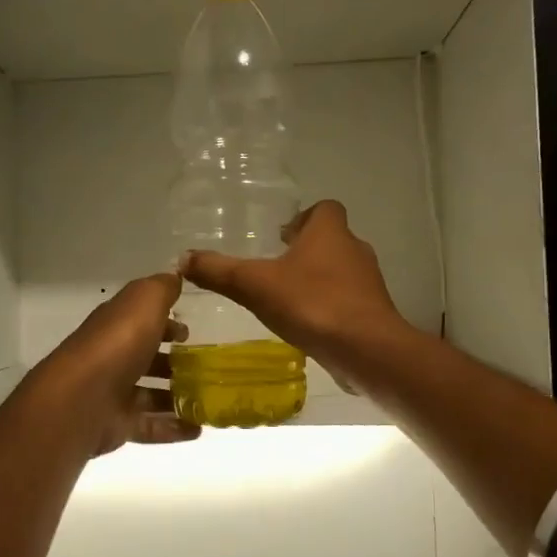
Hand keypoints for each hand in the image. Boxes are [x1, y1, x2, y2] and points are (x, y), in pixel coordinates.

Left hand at [38, 272, 199, 455]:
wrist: (82, 399)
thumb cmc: (117, 344)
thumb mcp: (144, 301)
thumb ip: (161, 288)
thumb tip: (175, 274)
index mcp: (116, 326)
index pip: (141, 321)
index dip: (165, 324)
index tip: (189, 332)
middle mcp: (112, 358)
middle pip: (146, 359)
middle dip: (174, 362)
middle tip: (205, 368)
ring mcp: (113, 394)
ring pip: (150, 394)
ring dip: (177, 397)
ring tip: (209, 400)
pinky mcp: (117, 425)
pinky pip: (150, 426)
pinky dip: (173, 428)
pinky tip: (198, 429)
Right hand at [180, 200, 408, 388]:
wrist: (365, 348)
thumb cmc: (311, 303)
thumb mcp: (254, 285)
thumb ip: (219, 271)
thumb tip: (183, 259)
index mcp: (329, 232)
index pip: (324, 209)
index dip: (304, 217)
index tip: (282, 235)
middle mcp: (354, 249)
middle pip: (332, 239)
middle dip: (306, 251)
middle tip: (277, 267)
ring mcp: (368, 282)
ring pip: (340, 271)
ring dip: (318, 279)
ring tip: (288, 299)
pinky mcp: (373, 312)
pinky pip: (348, 300)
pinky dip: (329, 306)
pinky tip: (307, 325)